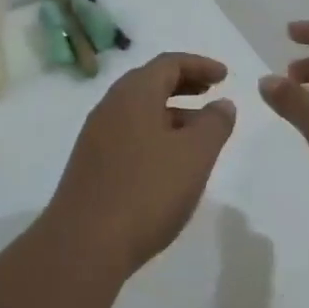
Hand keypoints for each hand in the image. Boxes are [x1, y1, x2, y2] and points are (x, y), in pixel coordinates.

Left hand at [46, 52, 237, 278]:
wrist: (84, 244)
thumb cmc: (146, 191)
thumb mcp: (194, 155)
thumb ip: (214, 124)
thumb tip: (222, 105)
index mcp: (134, 94)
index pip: (168, 63)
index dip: (199, 65)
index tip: (225, 76)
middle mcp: (110, 107)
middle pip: (150, 82)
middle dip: (184, 84)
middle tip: (211, 93)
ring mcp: (97, 137)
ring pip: (139, 111)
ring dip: (171, 112)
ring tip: (199, 131)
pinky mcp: (92, 165)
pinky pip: (129, 134)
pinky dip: (155, 133)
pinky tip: (170, 161)